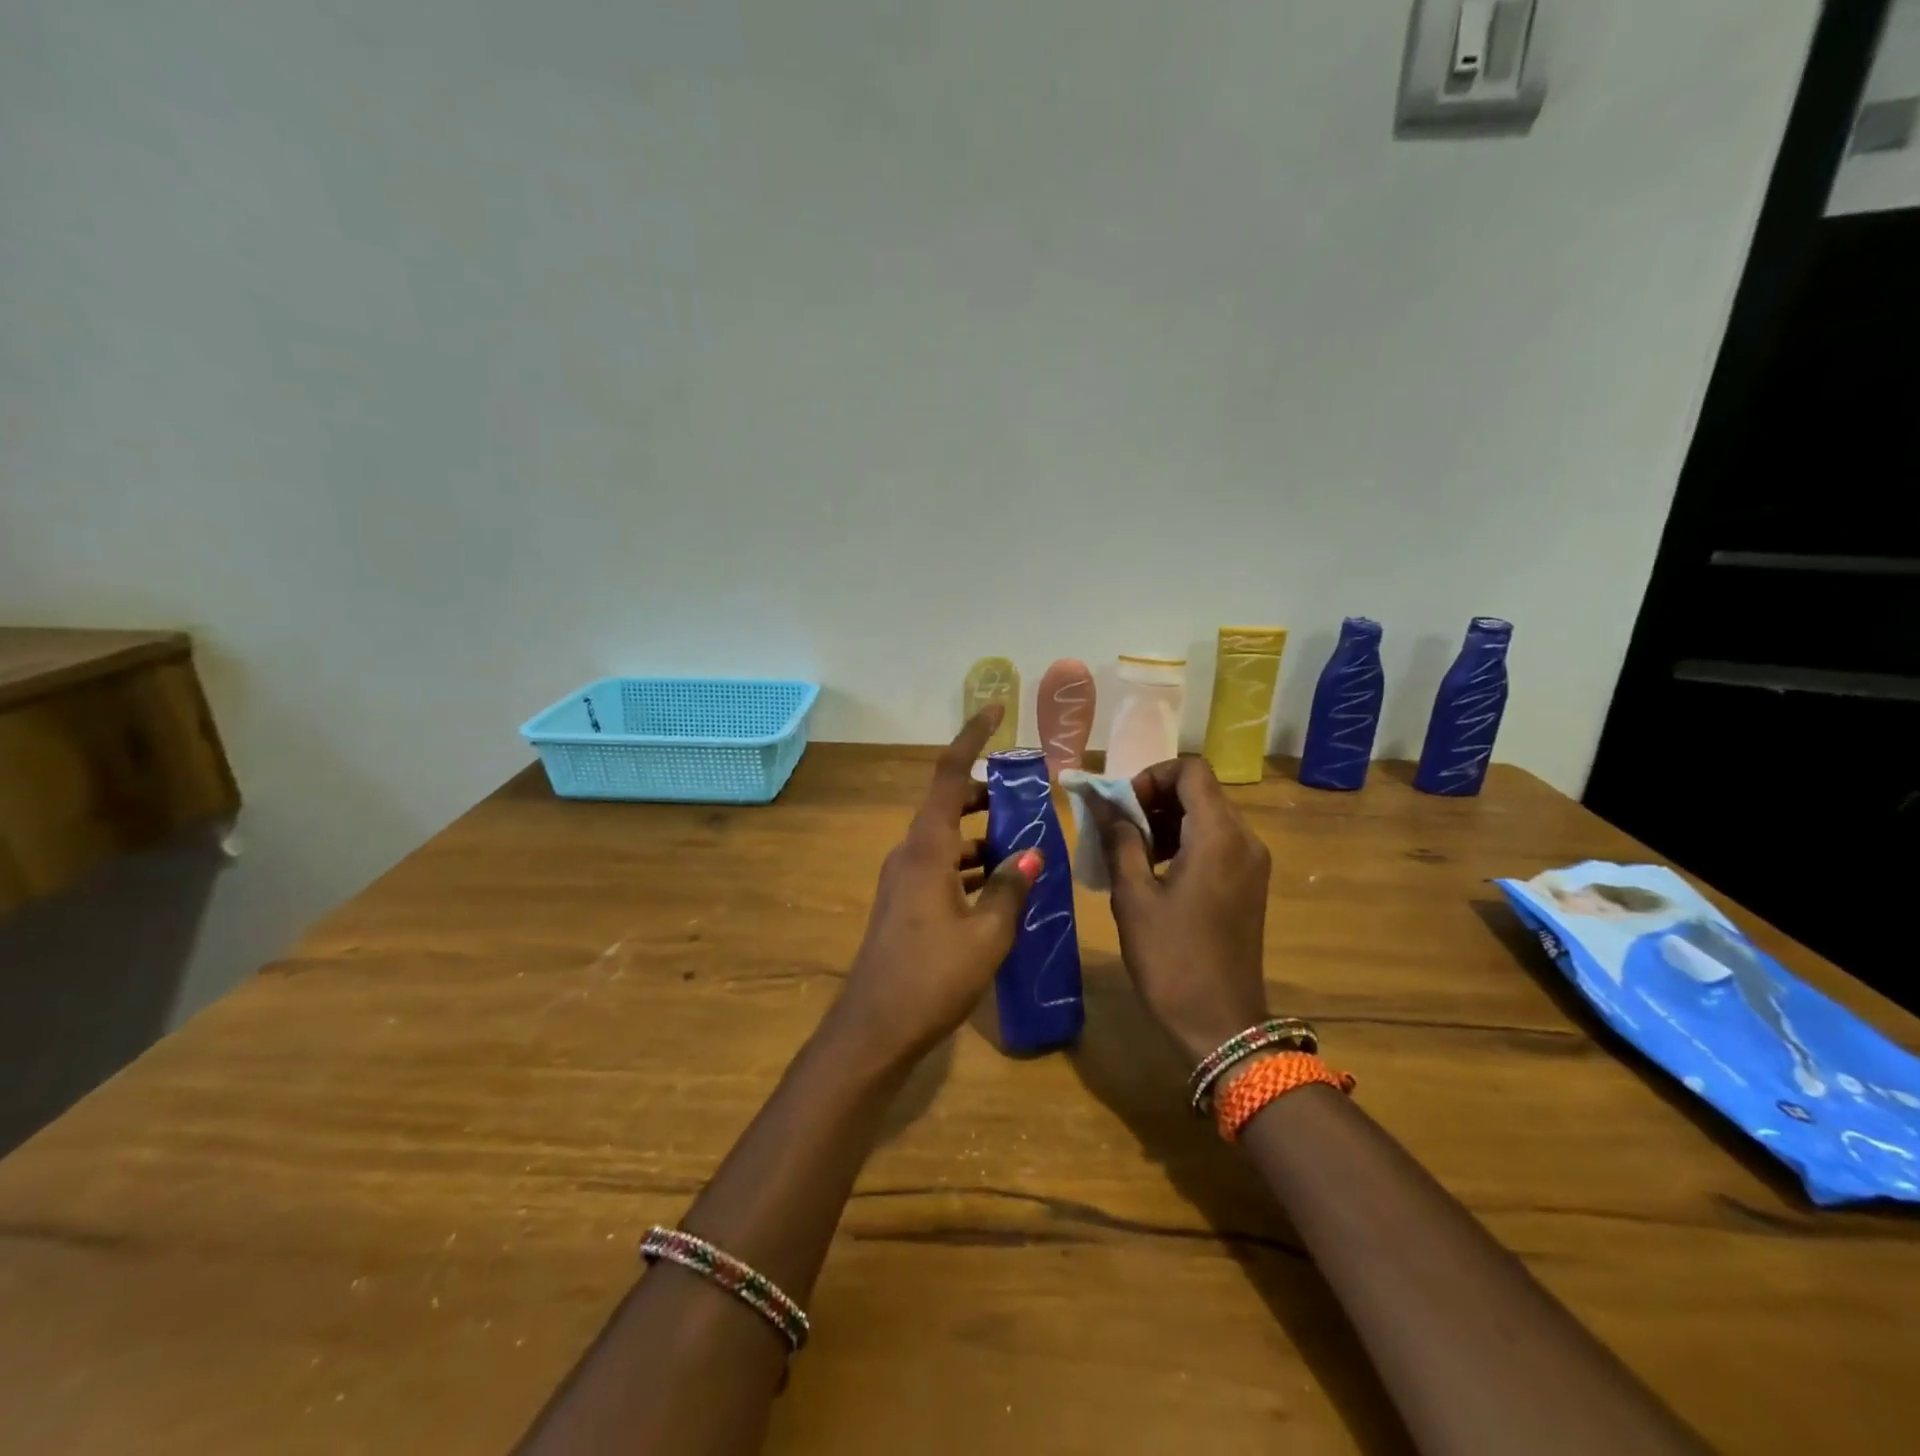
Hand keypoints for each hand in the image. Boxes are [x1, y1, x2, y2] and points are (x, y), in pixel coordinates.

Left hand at [827, 706, 1041, 1066]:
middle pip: (947, 804)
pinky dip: (970, 864)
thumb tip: (1029, 853)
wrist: (874, 1029)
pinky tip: (1000, 886)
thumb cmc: (932, 978)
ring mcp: (903, 879)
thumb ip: (1010, 889)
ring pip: (945, 838)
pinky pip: (941, 866)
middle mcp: (909, 853)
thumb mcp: (986, 934)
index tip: (994, 709)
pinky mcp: (904, 903)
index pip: (947, 775)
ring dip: (980, 835)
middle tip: (1026, 797)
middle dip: (985, 794)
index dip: (971, 738)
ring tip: (1025, 844)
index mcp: (926, 849)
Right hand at [1090, 757, 1272, 1065]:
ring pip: (1207, 816)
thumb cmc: (1170, 959)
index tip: (1122, 807)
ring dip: (1167, 821)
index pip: (1190, 770)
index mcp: (1218, 836)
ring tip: (1131, 852)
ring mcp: (1252, 863)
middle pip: (1200, 791)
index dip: (1151, 776)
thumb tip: (1101, 801)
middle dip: (1154, 799)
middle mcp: (1244, 840)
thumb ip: (1119, 839)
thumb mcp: (1133, 896)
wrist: (1220, 1025)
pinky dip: (1184, 842)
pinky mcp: (1249, 884)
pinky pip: (1216, 843)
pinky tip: (1155, 871)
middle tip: (1118, 828)